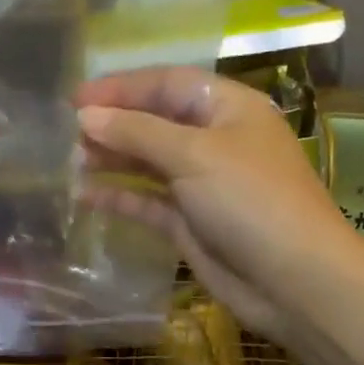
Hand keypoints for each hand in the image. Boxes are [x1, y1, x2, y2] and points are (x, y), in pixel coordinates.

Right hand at [75, 68, 359, 343]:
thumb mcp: (193, 154)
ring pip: (149, 161)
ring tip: (73, 161)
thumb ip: (136, 131)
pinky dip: (120, 195)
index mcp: (228, 109)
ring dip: (113, 158)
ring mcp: (202, 183)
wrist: (293, 281)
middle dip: (114, 123)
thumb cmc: (250, 200)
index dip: (122, 87)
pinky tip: (86, 194)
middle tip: (70, 133)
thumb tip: (85, 115)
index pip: (168, 83)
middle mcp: (215, 140)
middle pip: (156, 121)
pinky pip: (148, 200)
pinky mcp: (190, 221)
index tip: (76, 99)